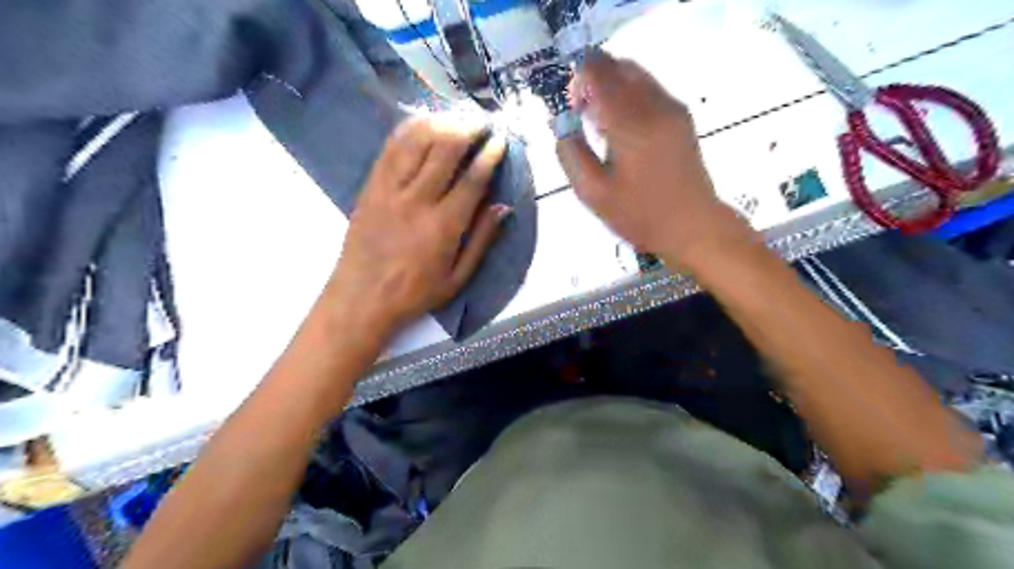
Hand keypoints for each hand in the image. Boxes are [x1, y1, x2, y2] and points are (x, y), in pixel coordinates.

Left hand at [326, 116, 510, 336]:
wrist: (361, 297)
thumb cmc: (415, 293)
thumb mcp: (458, 278)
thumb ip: (482, 240)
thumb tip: (503, 206)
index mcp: (444, 226)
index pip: (472, 179)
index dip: (489, 156)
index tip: (501, 140)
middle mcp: (417, 200)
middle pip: (445, 151)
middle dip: (468, 129)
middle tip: (483, 121)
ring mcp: (389, 190)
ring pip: (417, 142)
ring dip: (441, 123)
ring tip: (457, 116)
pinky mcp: (370, 186)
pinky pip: (390, 149)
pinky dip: (409, 130)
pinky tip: (423, 120)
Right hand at [553, 49, 751, 266]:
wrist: (692, 225)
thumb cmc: (639, 214)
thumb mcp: (592, 192)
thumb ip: (570, 154)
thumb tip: (562, 125)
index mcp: (629, 120)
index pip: (599, 70)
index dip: (577, 79)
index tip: (571, 108)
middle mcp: (654, 103)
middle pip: (619, 65)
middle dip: (594, 79)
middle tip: (583, 115)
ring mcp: (672, 108)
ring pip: (636, 75)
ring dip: (612, 88)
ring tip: (602, 126)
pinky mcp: (681, 117)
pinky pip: (650, 89)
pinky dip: (629, 97)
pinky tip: (623, 131)